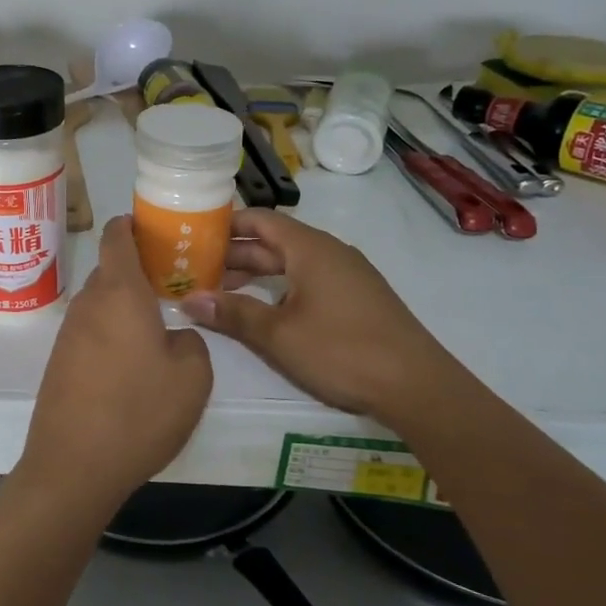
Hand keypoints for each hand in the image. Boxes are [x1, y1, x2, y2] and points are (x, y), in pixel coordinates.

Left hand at [17, 216, 213, 516]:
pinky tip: (130, 364)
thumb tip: (173, 336)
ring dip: (124, 306)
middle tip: (172, 284)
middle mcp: (87, 304)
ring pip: (100, 303)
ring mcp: (68, 333)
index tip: (156, 229)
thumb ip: (191, 341)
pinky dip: (110, 333)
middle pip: (109, 269)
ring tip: (156, 328)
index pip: (116, 236)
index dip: (133, 224)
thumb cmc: (138, 412)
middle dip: (137, 270)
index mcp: (119, 292)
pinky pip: (89, 332)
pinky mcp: (59, 362)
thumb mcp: (192, 376)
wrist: (73, 466)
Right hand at [181, 209, 462, 427]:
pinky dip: (280, 287)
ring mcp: (347, 275)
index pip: (260, 219)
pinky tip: (265, 311)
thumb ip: (232, 313)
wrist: (417, 386)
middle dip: (235, 254)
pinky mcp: (358, 298)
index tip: (193, 236)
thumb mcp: (278, 334)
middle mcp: (329, 252)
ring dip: (256, 274)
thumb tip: (188, 299)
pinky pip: (309, 280)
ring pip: (292, 263)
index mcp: (310, 248)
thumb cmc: (341, 351)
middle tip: (196, 269)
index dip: (225, 225)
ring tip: (222, 292)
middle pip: (274, 241)